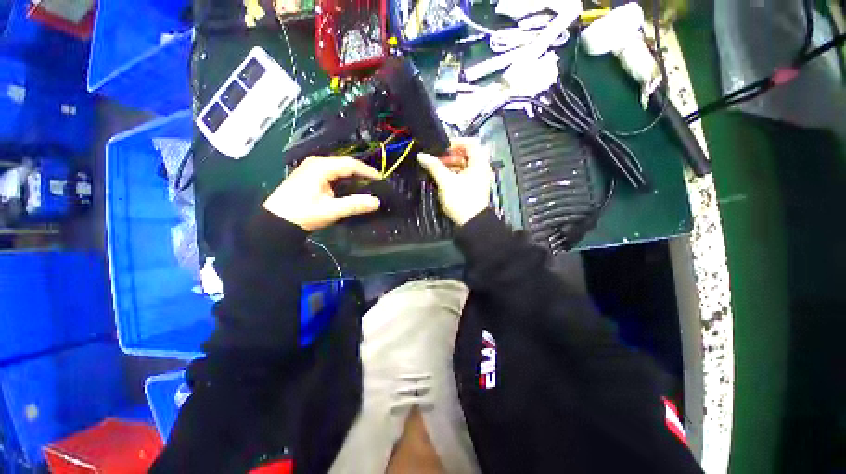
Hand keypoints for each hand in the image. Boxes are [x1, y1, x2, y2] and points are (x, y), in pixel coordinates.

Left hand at [264, 156, 381, 231]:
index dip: (368, 171)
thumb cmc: (302, 214)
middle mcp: (316, 163)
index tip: (382, 179)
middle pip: (345, 164)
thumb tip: (377, 202)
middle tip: (376, 183)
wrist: (275, 222)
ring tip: (367, 185)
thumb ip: (354, 205)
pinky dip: (344, 180)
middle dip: (361, 173)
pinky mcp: (310, 176)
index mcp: (321, 167)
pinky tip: (350, 188)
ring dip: (353, 176)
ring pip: (339, 169)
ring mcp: (312, 169)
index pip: (350, 164)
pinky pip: (333, 174)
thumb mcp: (331, 210)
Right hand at [417, 139, 492, 225]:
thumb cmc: (461, 199)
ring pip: (463, 165)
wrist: (471, 222)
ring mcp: (477, 178)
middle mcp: (480, 168)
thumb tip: (421, 155)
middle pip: (466, 154)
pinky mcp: (472, 187)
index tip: (441, 147)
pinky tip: (442, 178)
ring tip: (436, 169)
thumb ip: (434, 166)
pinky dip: (453, 174)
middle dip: (450, 155)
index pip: (470, 143)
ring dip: (450, 165)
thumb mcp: (446, 181)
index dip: (455, 142)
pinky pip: (463, 175)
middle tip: (436, 160)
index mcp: (479, 162)